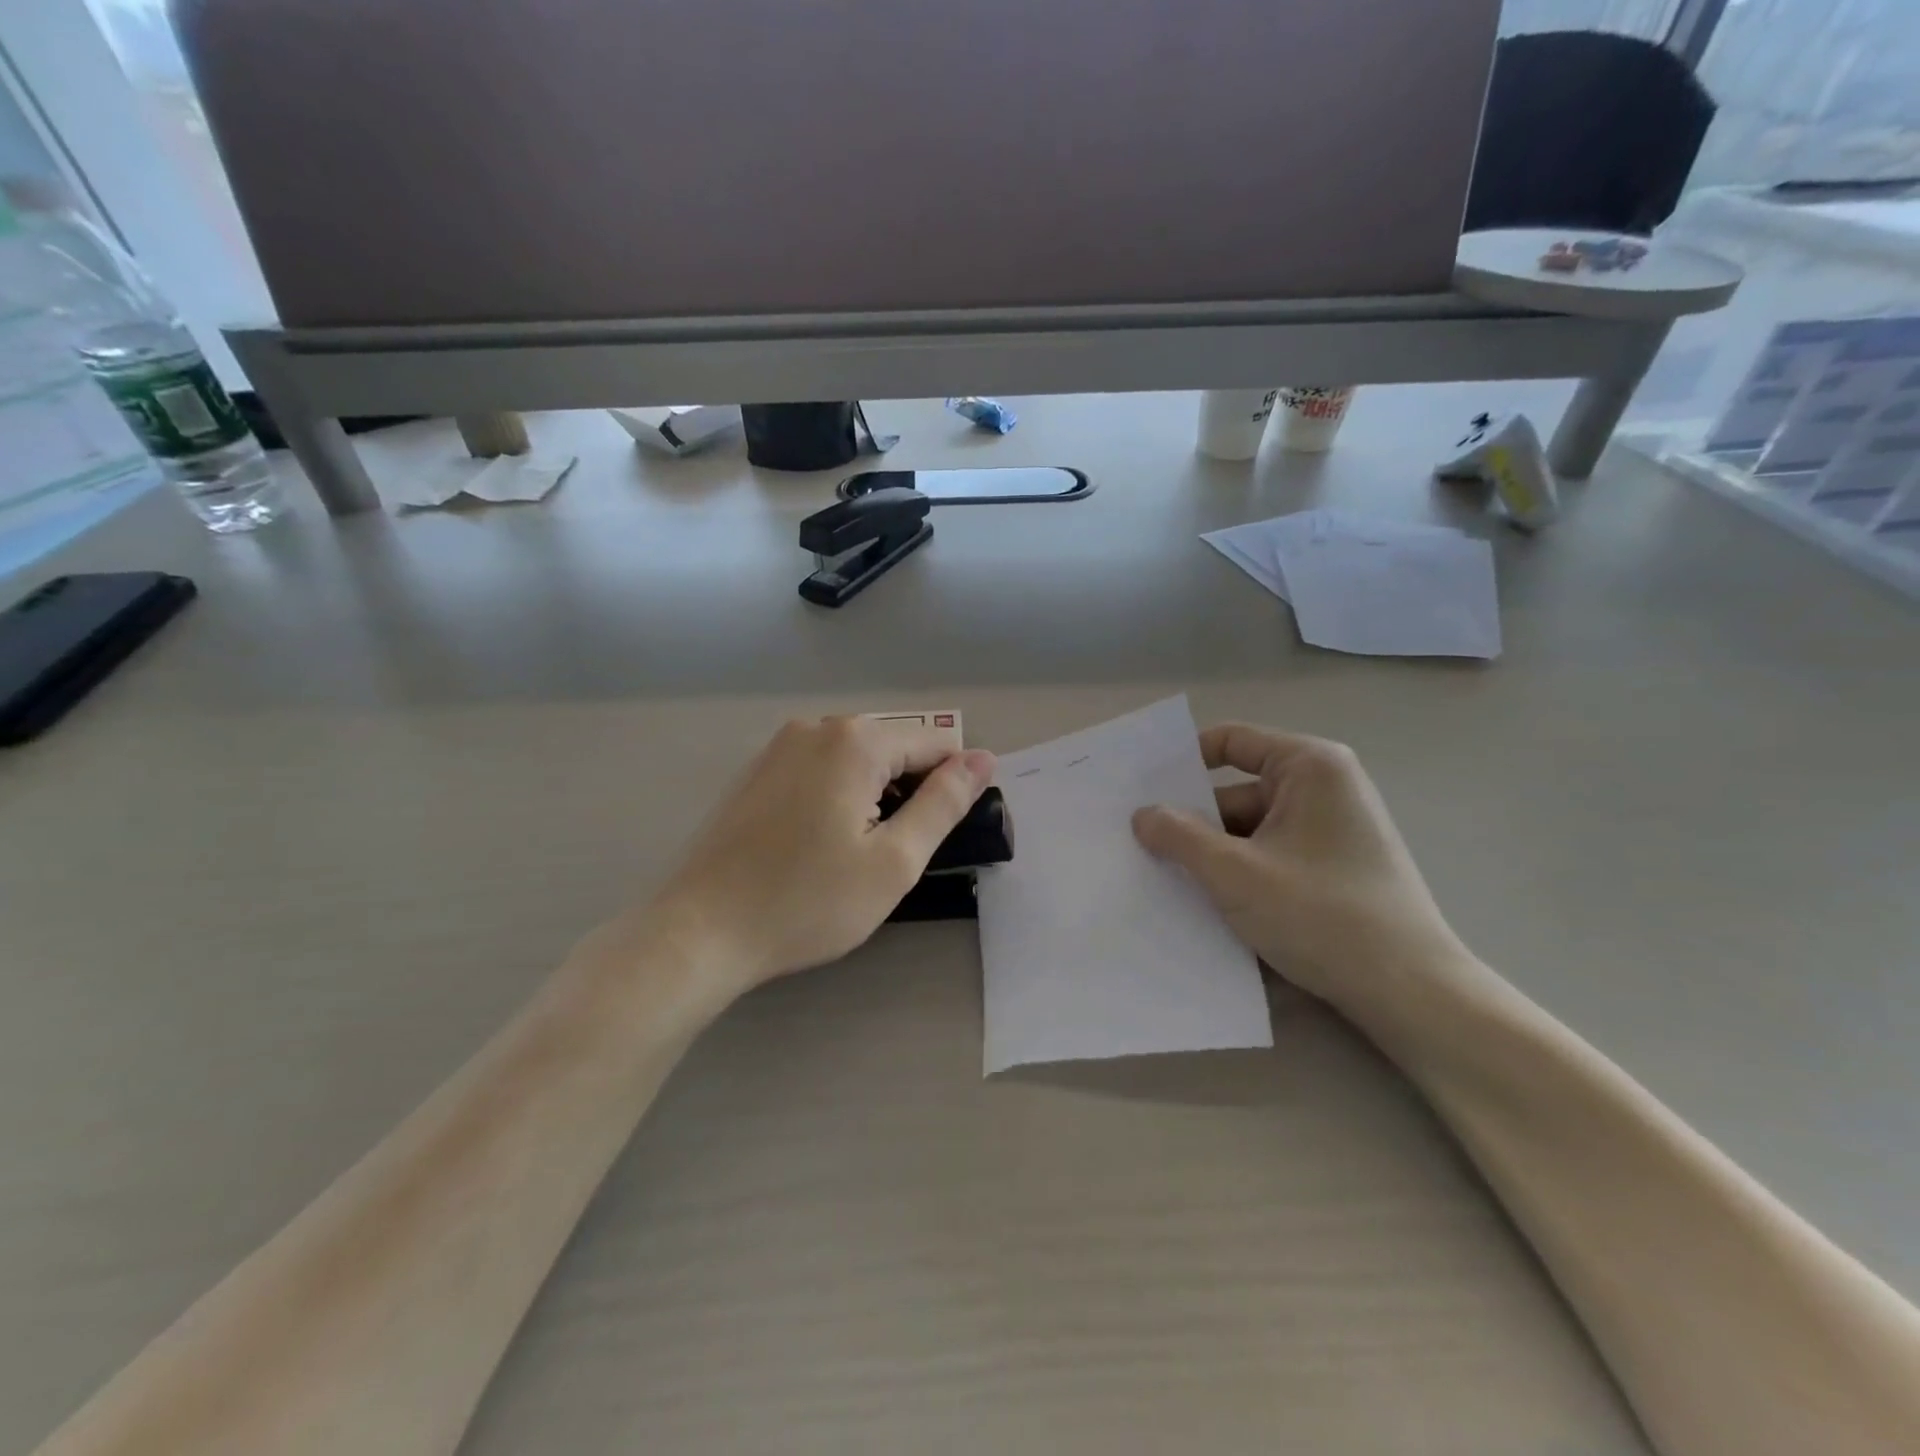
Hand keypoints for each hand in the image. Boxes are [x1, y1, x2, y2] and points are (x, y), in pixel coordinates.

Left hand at [649, 717, 995, 992]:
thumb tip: (982, 759)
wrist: (700, 931)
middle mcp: (816, 727)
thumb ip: (944, 803)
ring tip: (849, 856)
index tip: (929, 839)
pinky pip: (819, 771)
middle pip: (893, 749)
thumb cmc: (807, 901)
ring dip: (871, 798)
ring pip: (855, 761)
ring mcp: (778, 747)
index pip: (935, 745)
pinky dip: (835, 799)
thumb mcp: (894, 860)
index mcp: (855, 740)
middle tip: (886, 857)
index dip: (948, 790)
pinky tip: (814, 846)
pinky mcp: (755, 772)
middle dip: (906, 794)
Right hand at [1131, 725, 1466, 1008]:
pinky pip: (1271, 856)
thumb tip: (1141, 815)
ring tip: (1164, 880)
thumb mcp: (1235, 873)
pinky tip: (1207, 903)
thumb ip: (1180, 837)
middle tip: (1139, 844)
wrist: (1410, 993)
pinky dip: (1240, 874)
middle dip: (1193, 821)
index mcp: (1309, 767)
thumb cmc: (1321, 915)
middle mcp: (1325, 787)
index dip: (1182, 762)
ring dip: (1213, 855)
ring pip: (1250, 830)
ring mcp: (1331, 830)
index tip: (1141, 791)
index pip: (1230, 742)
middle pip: (1236, 792)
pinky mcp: (1334, 868)